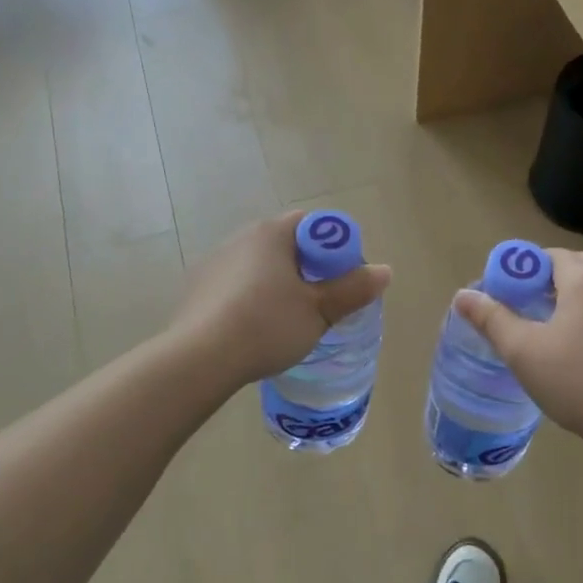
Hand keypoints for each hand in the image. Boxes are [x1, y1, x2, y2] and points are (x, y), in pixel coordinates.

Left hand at [170, 212, 391, 389]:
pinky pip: (236, 286)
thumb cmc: (267, 326)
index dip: (334, 248)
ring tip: (287, 321)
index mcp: (272, 234)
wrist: (200, 358)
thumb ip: (353, 289)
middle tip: (321, 303)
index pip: (312, 224)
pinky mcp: (197, 289)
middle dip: (308, 269)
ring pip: (259, 267)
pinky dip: (251, 299)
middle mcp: (241, 238)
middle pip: (286, 245)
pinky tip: (254, 330)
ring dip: (278, 285)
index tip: (343, 279)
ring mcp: (214, 262)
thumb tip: (384, 271)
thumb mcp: (319, 311)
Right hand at [454, 248, 582, 451]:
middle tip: (529, 317)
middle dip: (550, 284)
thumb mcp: (523, 352)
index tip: (510, 300)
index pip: (549, 256)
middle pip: (577, 268)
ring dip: (578, 301)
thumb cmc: (577, 382)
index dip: (524, 272)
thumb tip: (462, 296)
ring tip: (560, 335)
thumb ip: (491, 318)